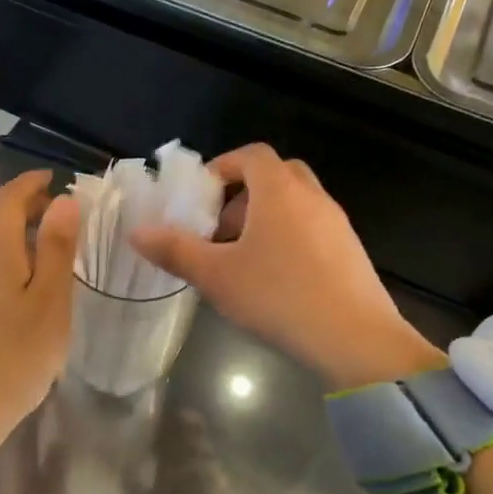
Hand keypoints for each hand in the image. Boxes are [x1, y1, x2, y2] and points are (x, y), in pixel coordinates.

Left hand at [0, 171, 77, 465]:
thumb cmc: (13, 357)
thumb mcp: (49, 302)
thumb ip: (56, 249)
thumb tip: (62, 199)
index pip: (7, 199)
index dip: (30, 182)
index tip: (56, 177)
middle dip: (25, 205)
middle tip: (61, 210)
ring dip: (18, 234)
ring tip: (52, 246)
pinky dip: (10, 260)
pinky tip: (28, 287)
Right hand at [131, 144, 440, 389]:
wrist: (355, 338)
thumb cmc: (278, 296)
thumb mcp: (217, 276)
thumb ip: (175, 250)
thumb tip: (136, 232)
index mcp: (279, 191)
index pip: (251, 155)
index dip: (223, 166)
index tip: (201, 195)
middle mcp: (312, 196)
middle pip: (276, 174)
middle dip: (244, 193)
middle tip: (221, 228)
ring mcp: (337, 222)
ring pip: (296, 202)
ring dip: (267, 217)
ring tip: (244, 257)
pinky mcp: (351, 249)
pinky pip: (313, 226)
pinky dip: (290, 236)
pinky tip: (277, 278)